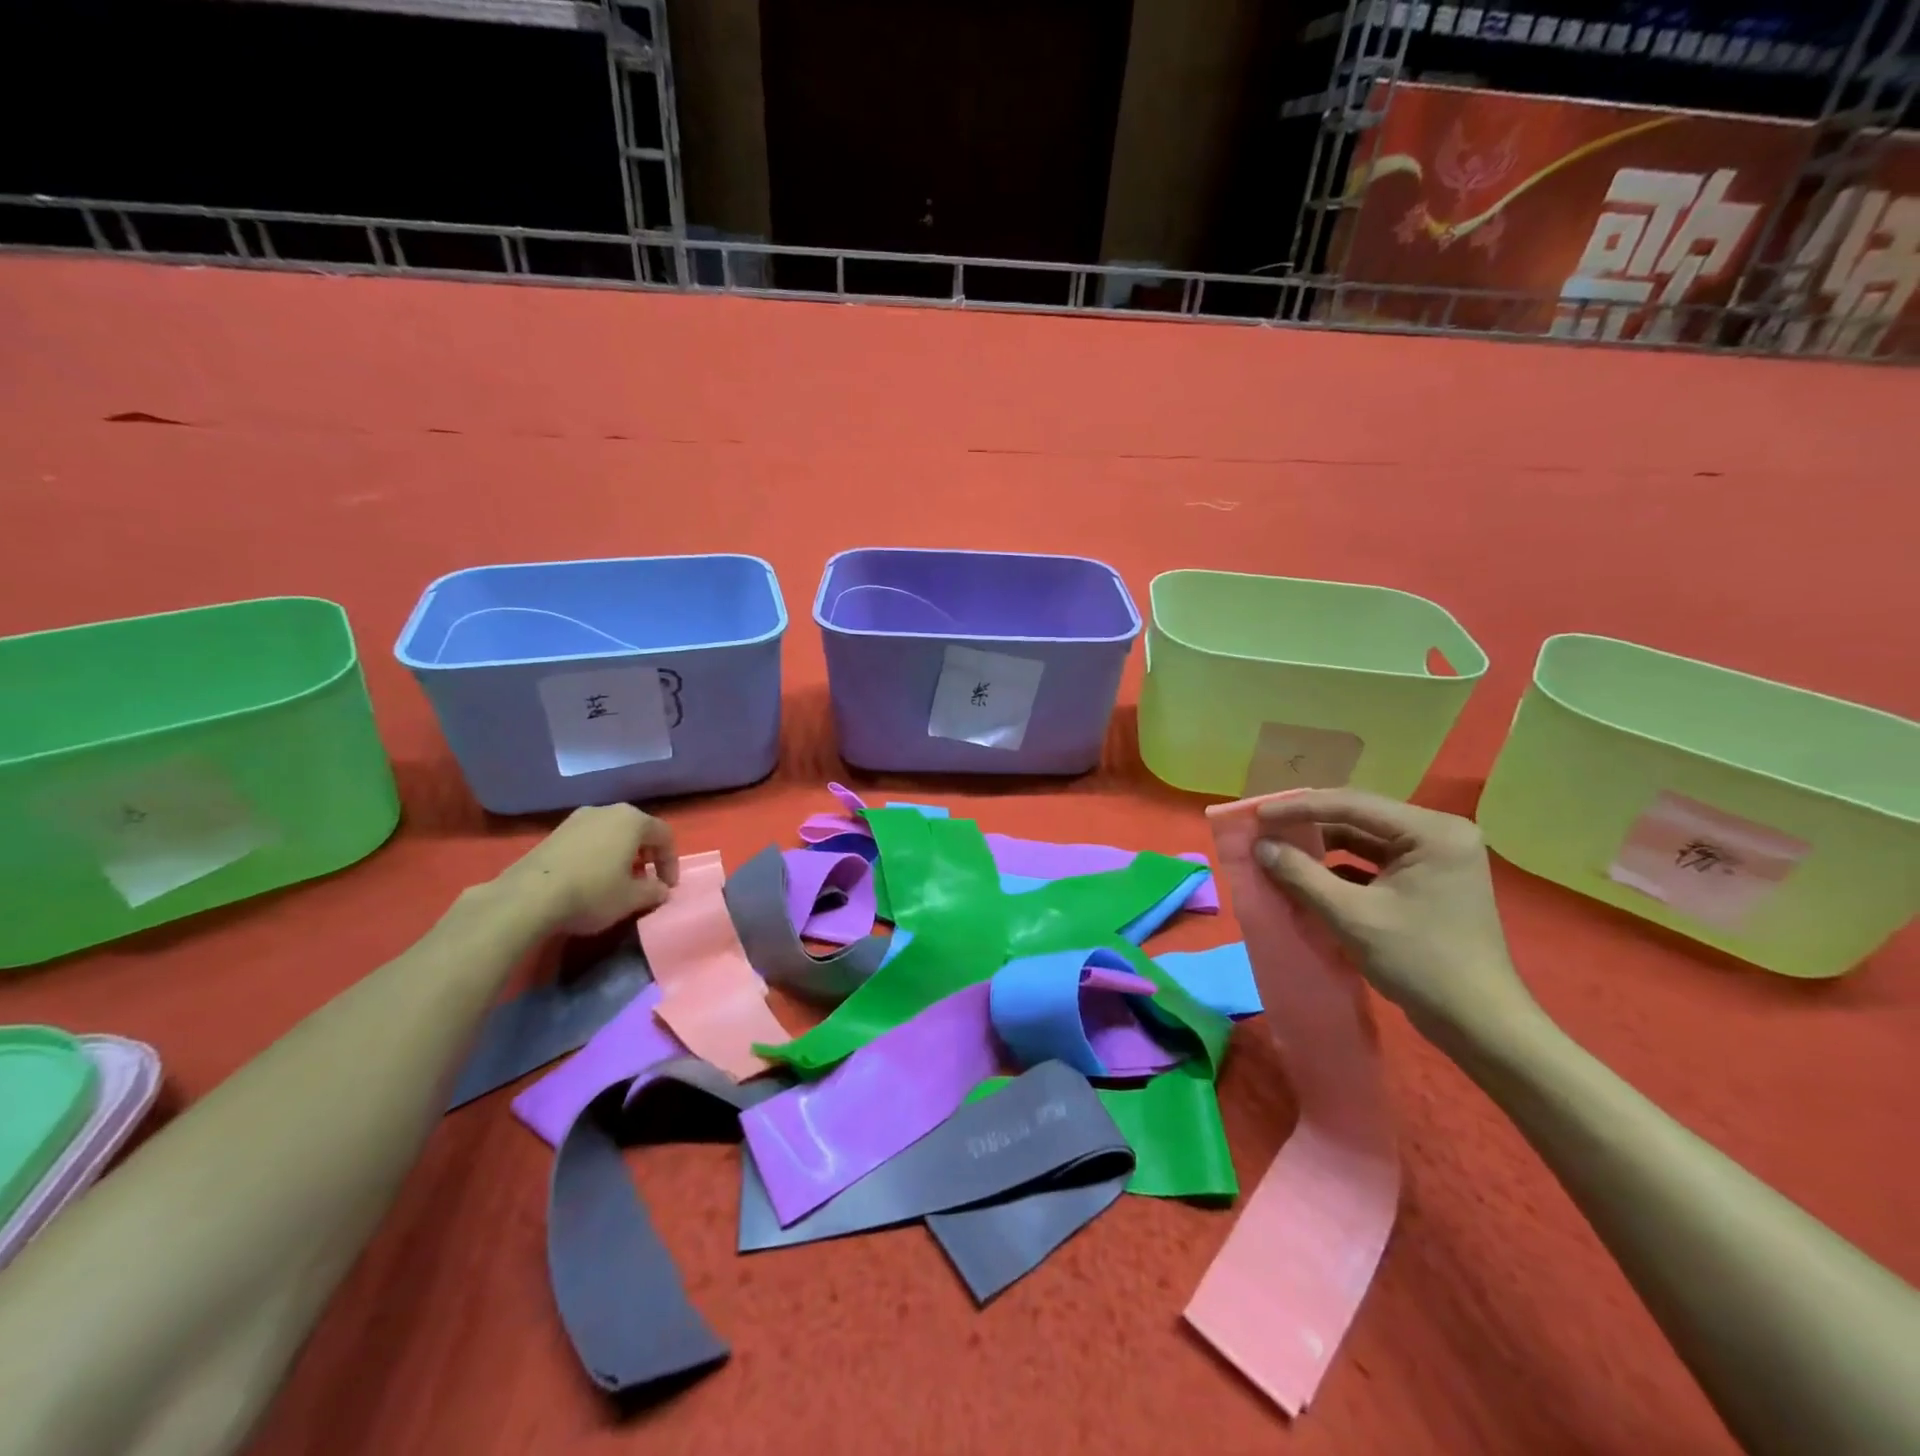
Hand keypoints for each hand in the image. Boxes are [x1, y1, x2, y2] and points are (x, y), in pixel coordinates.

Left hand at [497, 804, 678, 936]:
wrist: (527, 897)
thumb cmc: (592, 893)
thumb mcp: (632, 899)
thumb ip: (654, 891)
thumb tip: (661, 889)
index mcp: (632, 820)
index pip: (664, 836)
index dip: (670, 862)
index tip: (667, 888)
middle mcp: (607, 811)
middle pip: (637, 830)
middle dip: (646, 855)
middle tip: (645, 880)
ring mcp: (577, 819)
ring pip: (611, 833)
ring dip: (621, 855)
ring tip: (617, 881)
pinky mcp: (554, 833)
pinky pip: (588, 840)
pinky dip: (598, 855)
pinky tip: (590, 879)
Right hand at [1253, 789, 1539, 1047]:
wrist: (1479, 1024)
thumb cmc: (1420, 962)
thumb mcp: (1352, 916)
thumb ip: (1302, 874)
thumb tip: (1261, 846)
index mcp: (1432, 832)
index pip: (1353, 805)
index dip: (1299, 808)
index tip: (1258, 816)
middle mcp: (1438, 834)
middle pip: (1359, 817)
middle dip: (1309, 824)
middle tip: (1265, 828)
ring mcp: (1435, 859)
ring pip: (1364, 840)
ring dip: (1321, 846)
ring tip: (1279, 849)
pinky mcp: (1427, 882)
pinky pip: (1373, 862)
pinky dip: (1339, 868)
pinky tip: (1307, 876)